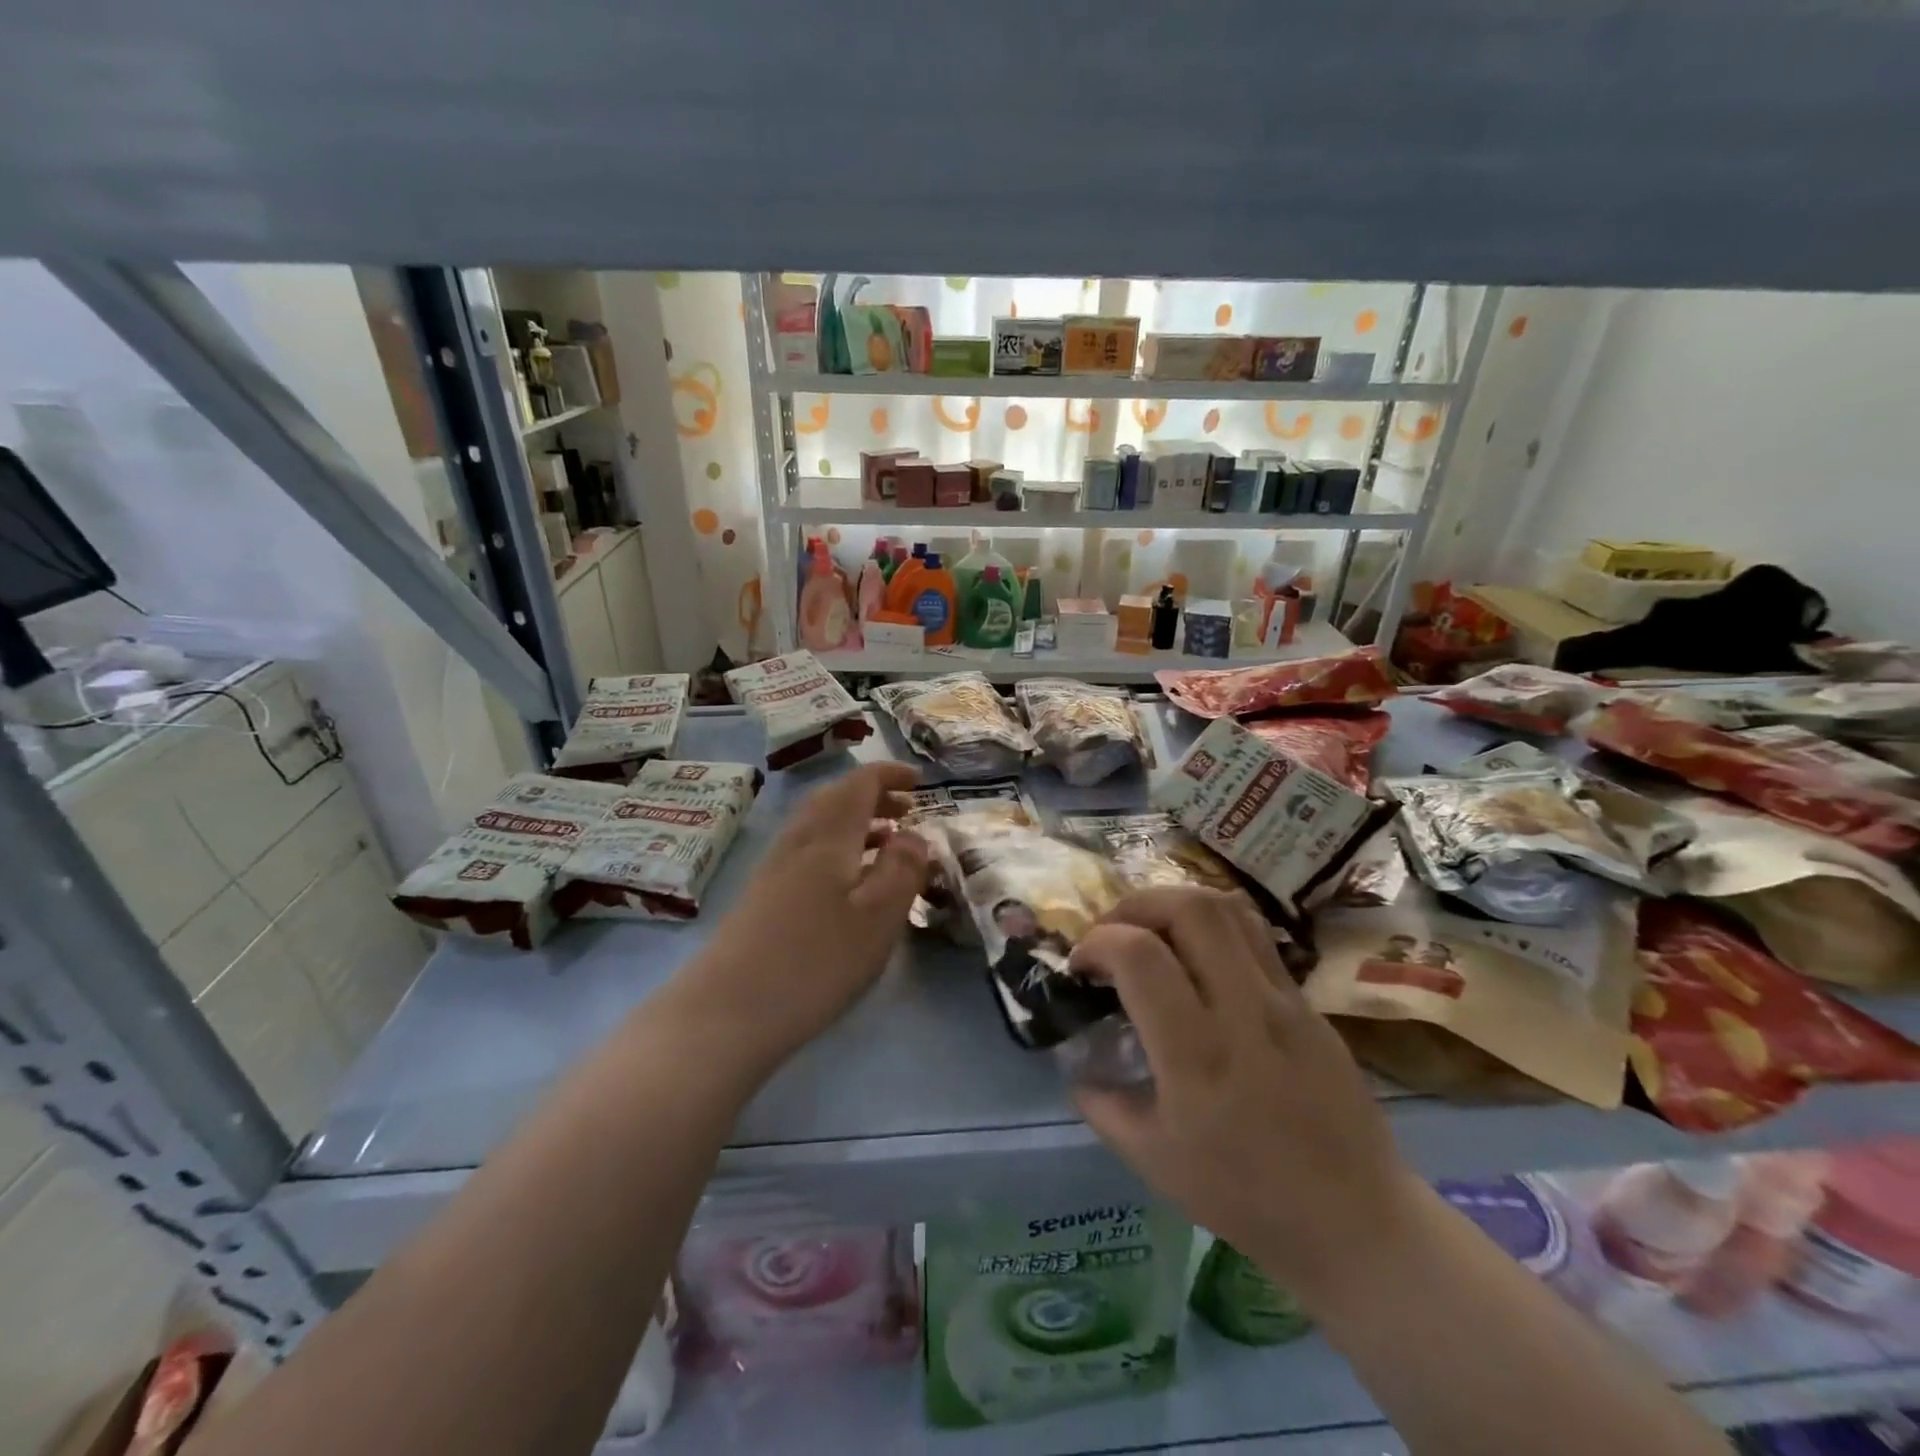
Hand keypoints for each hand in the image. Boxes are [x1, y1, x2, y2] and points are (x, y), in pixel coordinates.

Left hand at [679, 762, 928, 1070]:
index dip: (890, 775)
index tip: (919, 782)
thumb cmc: (816, 960)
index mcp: (828, 835)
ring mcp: (775, 868)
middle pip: (835, 798)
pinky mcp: (763, 896)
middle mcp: (798, 841)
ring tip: (887, 842)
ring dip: (856, 822)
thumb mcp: (878, 917)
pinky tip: (849, 882)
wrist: (728, 1010)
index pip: (860, 783)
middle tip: (907, 810)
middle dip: (873, 796)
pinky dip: (838, 848)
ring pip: (819, 825)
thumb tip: (914, 834)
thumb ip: (903, 870)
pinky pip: (808, 851)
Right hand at [1069, 886, 1416, 1291]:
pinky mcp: (1308, 1002)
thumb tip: (1075, 1062)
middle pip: (1189, 909)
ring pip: (1228, 909)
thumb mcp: (1151, 1160)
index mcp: (1197, 1055)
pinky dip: (1212, 926)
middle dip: (1135, 906)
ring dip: (1175, 905)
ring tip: (1152, 932)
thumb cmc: (1245, 1197)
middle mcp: (1243, 1012)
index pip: (1140, 955)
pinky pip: (1256, 937)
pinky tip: (1196, 957)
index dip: (1098, 943)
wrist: (1356, 1222)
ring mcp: (1285, 1001)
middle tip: (1113, 933)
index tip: (1081, 966)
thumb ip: (1101, 1103)